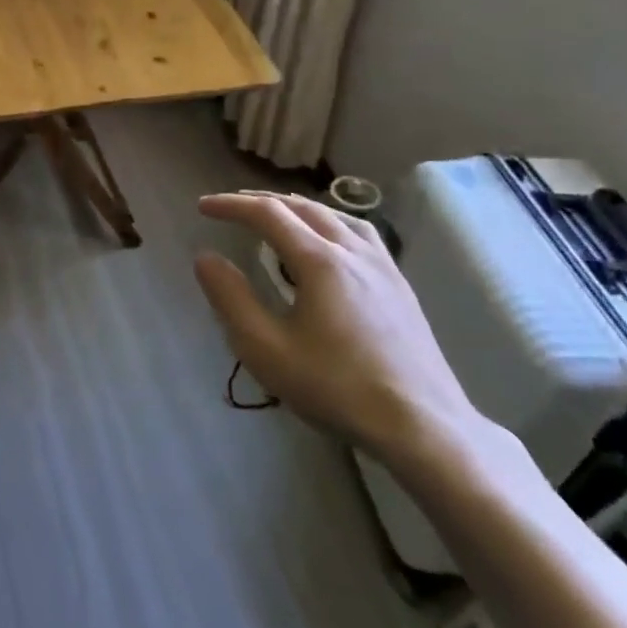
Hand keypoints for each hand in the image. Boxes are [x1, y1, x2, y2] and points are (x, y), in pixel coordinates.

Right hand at [194, 190, 486, 470]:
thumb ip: (231, 299)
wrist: (423, 426)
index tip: (203, 207)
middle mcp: (353, 252)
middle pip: (303, 207)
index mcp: (320, 261)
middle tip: (232, 207)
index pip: (268, 214)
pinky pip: (361, 235)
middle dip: (262, 201)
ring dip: (299, 208)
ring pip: (336, 217)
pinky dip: (331, 223)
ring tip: (278, 215)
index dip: (232, 206)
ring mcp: (383, 267)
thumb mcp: (266, 349)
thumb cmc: (336, 388)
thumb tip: (205, 258)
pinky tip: (330, 243)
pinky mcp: (400, 287)